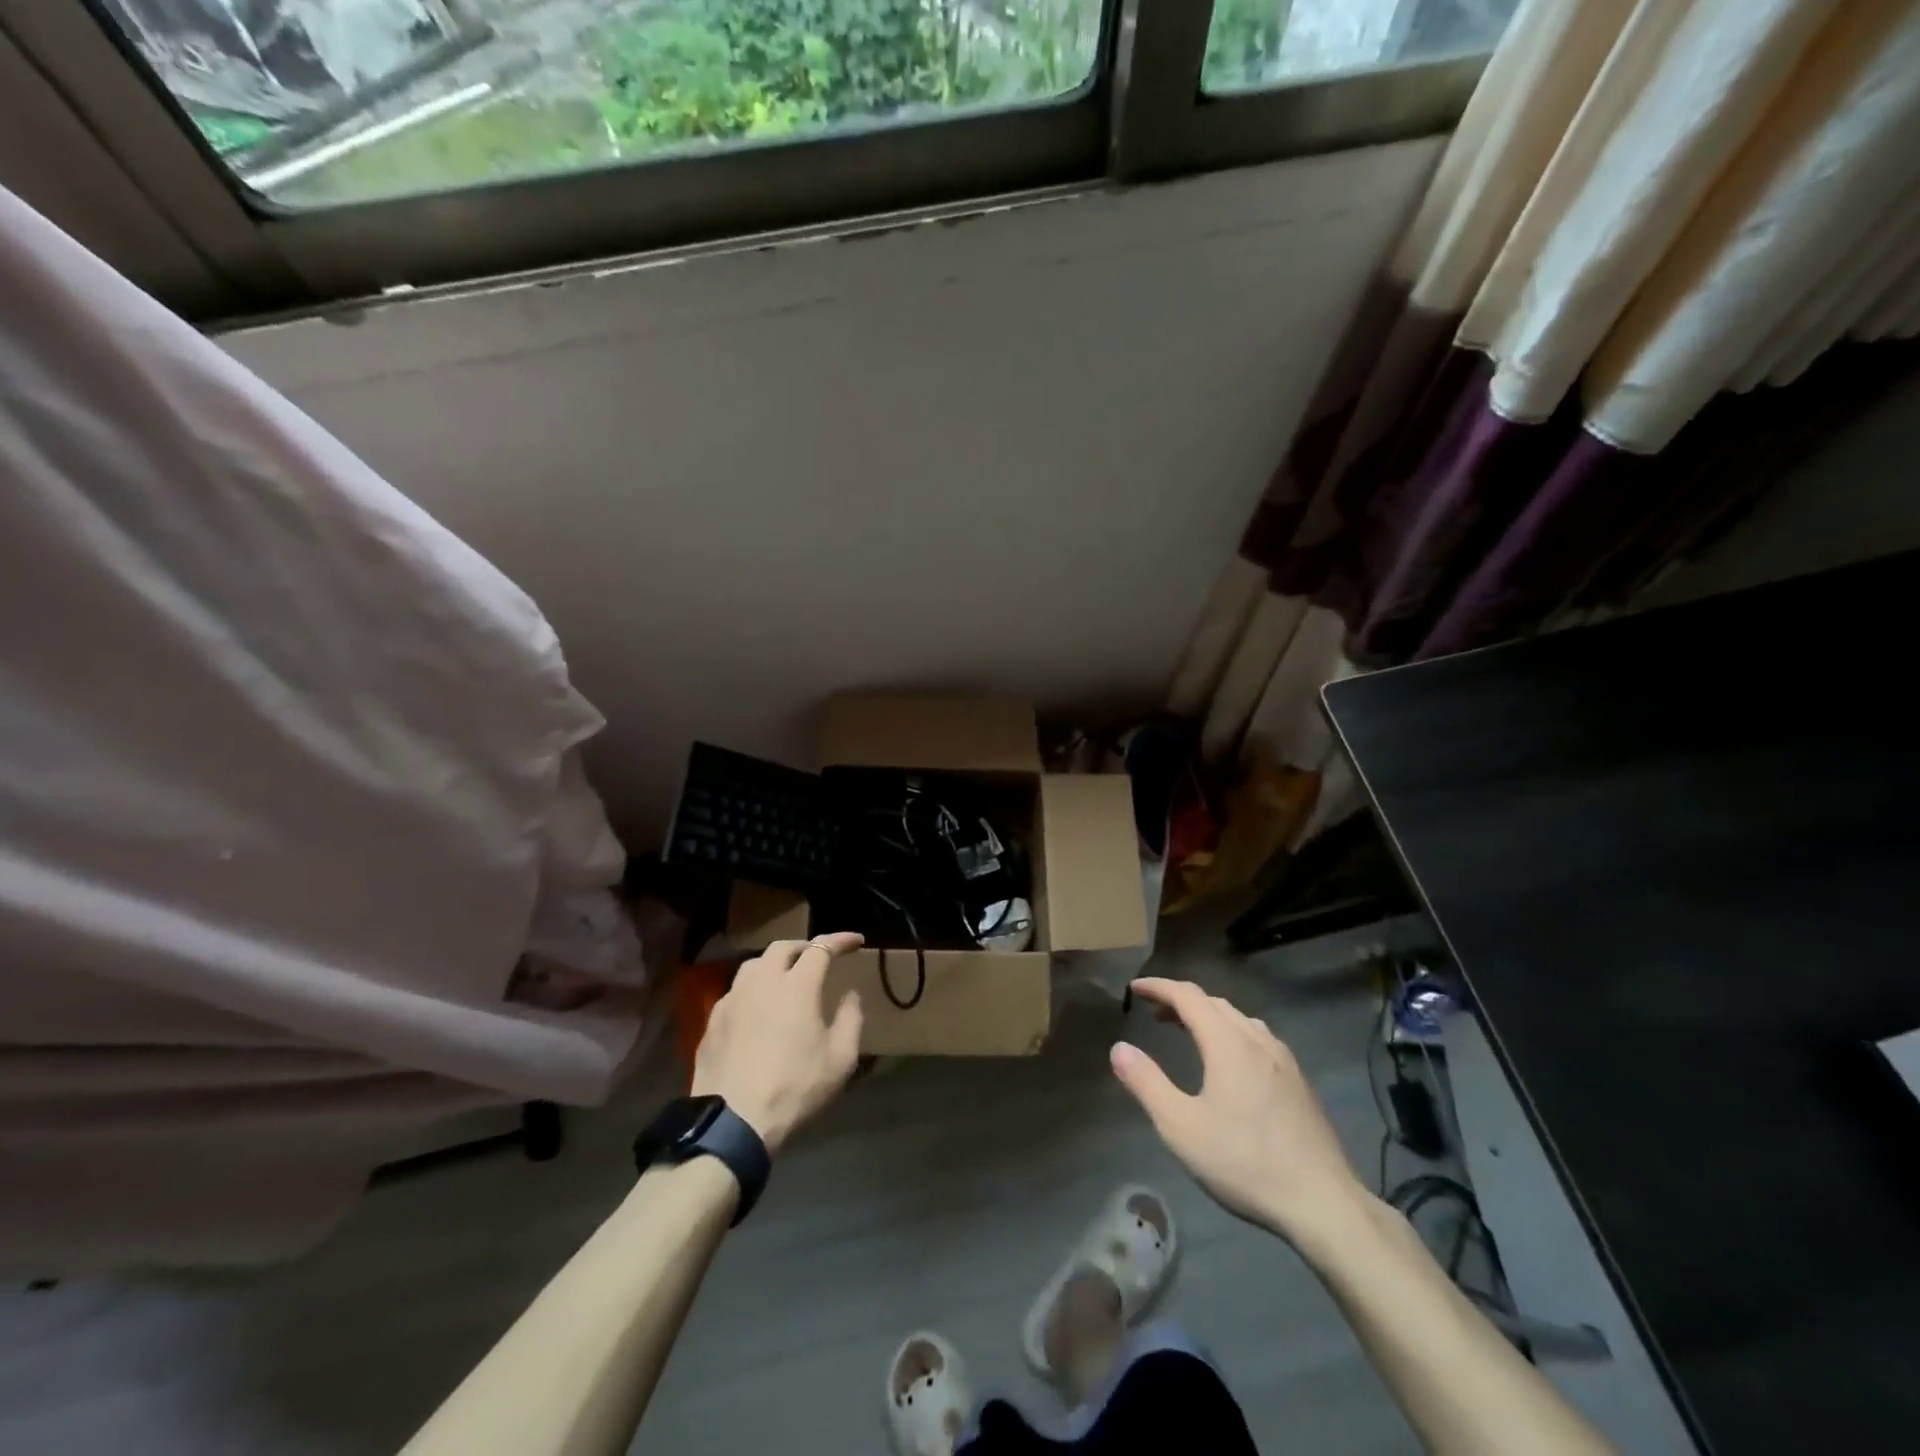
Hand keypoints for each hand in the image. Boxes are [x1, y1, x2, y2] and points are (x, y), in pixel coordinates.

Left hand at [692, 934, 864, 1154]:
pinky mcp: (712, 1021)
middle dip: (804, 946)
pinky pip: (735, 992)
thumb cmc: (795, 1087)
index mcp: (796, 985)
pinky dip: (753, 989)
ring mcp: (732, 1000)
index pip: (821, 948)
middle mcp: (762, 982)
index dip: (840, 940)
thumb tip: (850, 995)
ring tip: (786, 977)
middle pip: (782, 947)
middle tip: (818, 957)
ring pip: (754, 965)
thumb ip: (851, 1020)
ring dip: (774, 964)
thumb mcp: (841, 1059)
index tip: (856, 941)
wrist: (733, 1121)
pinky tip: (757, 1009)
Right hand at [1111, 977, 1371, 1251]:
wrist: (1323, 1203)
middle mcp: (1258, 1040)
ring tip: (1188, 1033)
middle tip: (1154, 1014)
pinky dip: (1232, 1034)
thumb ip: (1147, 1083)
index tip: (1134, 989)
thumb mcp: (1181, 1127)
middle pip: (1214, 1003)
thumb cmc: (1245, 1162)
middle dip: (1181, 1001)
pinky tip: (1230, 1064)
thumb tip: (1119, 1048)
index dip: (1158, 987)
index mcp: (1228, 1043)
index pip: (1188, 996)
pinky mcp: (1299, 1082)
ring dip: (1208, 1017)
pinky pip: (1258, 1039)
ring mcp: (1284, 1060)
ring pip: (1239, 1020)